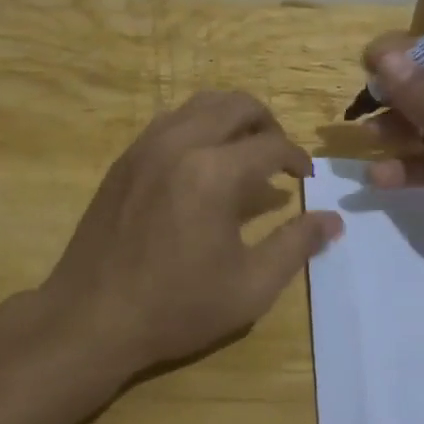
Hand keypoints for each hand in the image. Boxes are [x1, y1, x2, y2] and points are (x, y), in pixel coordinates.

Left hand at [42, 91, 343, 378]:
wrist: (89, 319)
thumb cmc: (175, 307)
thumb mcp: (249, 287)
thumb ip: (295, 246)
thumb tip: (333, 220)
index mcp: (214, 173)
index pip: (271, 145)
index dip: (297, 159)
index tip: (306, 178)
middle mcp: (181, 144)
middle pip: (237, 105)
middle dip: (268, 123)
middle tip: (279, 155)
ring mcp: (147, 146)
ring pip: (201, 104)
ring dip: (232, 118)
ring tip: (244, 151)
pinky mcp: (126, 157)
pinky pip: (170, 120)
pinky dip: (198, 125)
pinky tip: (201, 162)